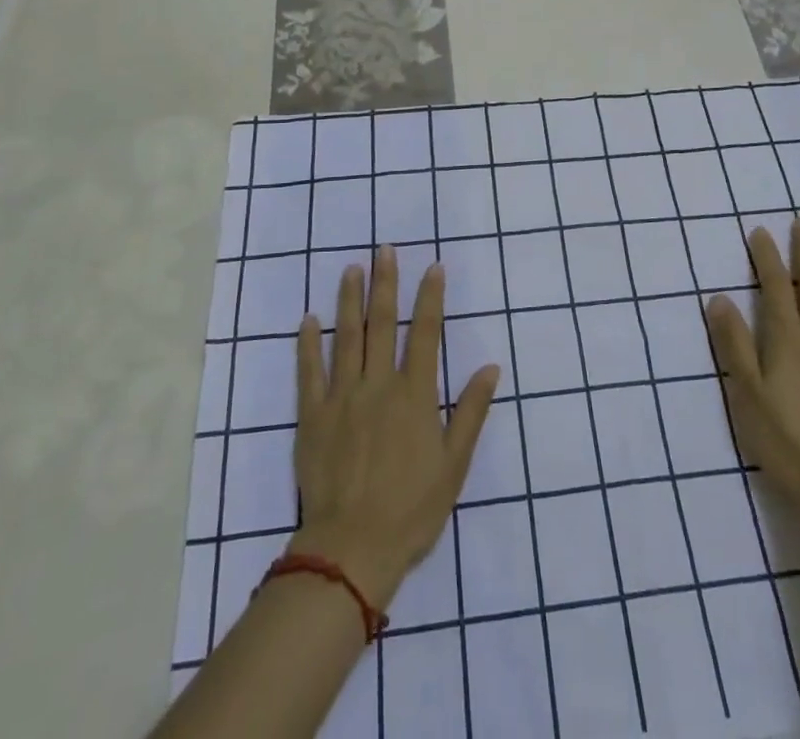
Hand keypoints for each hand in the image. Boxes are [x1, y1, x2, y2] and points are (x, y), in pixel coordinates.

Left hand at [289, 247, 500, 609]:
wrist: (352, 549)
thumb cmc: (411, 509)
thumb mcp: (454, 465)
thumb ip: (472, 412)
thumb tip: (491, 367)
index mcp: (414, 395)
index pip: (426, 333)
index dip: (430, 298)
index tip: (433, 268)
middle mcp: (378, 385)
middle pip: (382, 324)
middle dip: (386, 284)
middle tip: (385, 250)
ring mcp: (342, 398)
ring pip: (346, 338)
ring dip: (350, 300)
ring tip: (352, 269)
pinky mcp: (312, 417)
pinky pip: (309, 372)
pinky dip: (308, 344)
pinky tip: (309, 319)